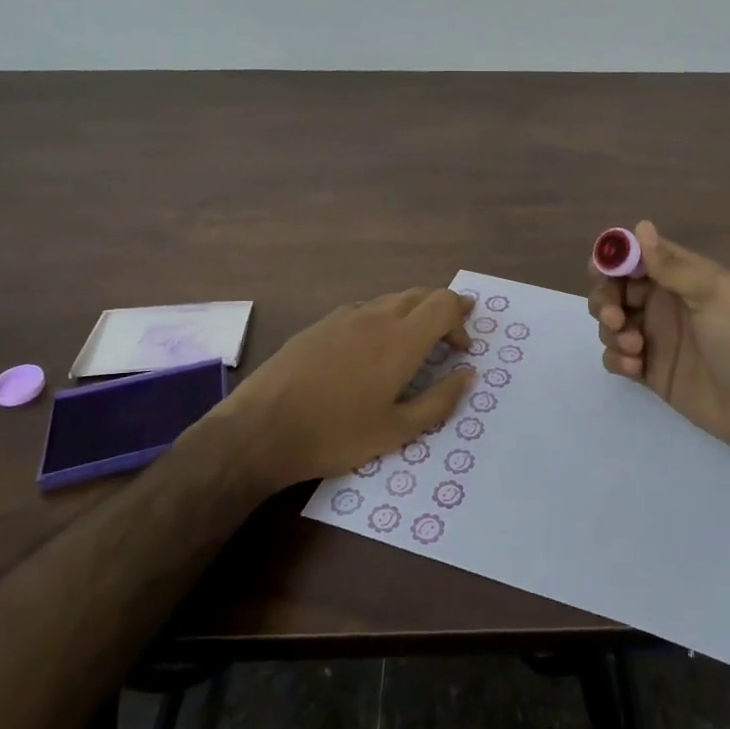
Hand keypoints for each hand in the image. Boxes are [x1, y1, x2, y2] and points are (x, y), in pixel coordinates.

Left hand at [227, 288, 475, 486]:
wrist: (261, 429)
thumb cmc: (336, 434)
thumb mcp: (397, 430)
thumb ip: (440, 400)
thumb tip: (468, 374)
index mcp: (401, 339)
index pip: (445, 303)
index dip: (461, 320)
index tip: (462, 349)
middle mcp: (376, 316)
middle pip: (421, 294)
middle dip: (442, 310)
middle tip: (450, 336)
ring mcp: (345, 316)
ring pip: (391, 299)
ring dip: (412, 313)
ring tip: (414, 343)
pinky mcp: (320, 324)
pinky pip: (364, 309)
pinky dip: (383, 319)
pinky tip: (372, 348)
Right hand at [588, 222, 729, 463]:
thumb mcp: (713, 293)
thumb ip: (672, 265)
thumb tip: (640, 226)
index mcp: (681, 277)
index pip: (636, 257)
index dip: (613, 258)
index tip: (601, 271)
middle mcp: (664, 303)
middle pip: (615, 289)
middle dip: (605, 298)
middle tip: (615, 316)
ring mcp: (656, 338)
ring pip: (611, 323)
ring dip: (611, 330)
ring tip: (636, 347)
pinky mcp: (651, 372)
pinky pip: (617, 357)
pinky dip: (616, 358)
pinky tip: (635, 367)